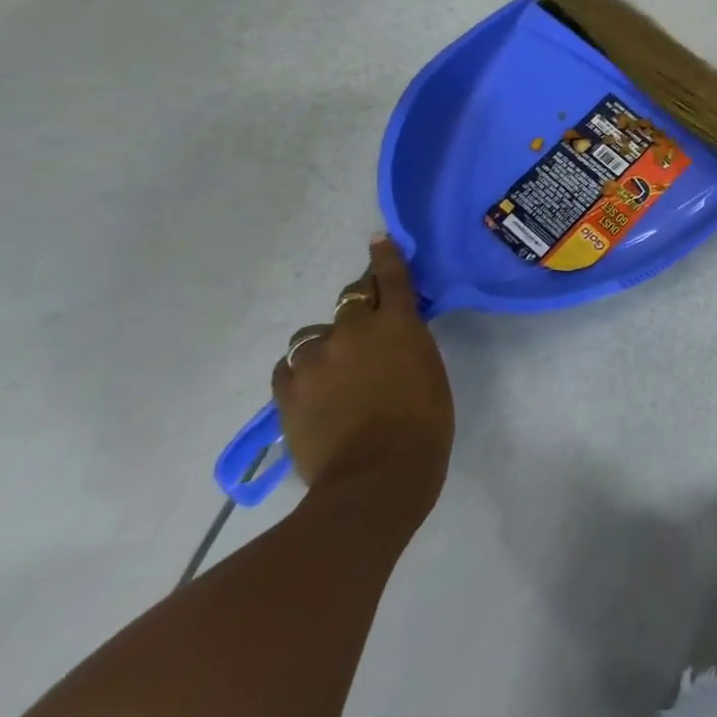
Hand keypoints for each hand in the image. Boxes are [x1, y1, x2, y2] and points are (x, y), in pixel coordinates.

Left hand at [272, 236, 454, 517]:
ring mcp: (315, 361)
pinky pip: (289, 367)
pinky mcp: (287, 392)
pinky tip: (310, 386)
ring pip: (313, 335)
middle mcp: (353, 331)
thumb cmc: (424, 424)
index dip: (385, 256)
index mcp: (397, 324)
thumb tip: (393, 339)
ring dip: (326, 343)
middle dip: (359, 302)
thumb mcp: (428, 371)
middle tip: (365, 321)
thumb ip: (408, 344)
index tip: (378, 239)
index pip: (391, 277)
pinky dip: (301, 370)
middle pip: (351, 298)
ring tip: (333, 367)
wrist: (375, 477)